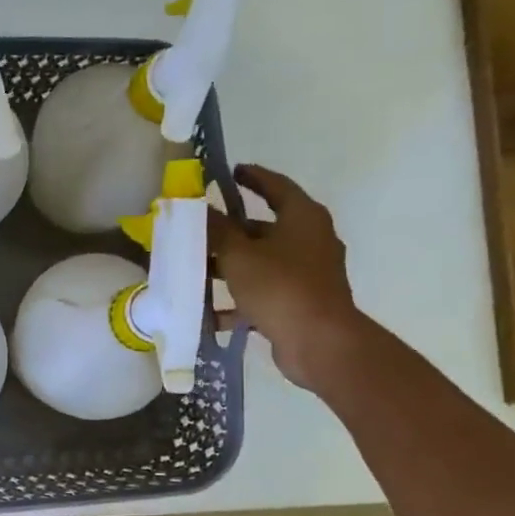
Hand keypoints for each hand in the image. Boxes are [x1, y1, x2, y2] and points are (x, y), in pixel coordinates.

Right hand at [210, 164, 366, 394]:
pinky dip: (238, 301)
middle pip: (263, 228)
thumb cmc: (280, 286)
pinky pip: (263, 294)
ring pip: (260, 263)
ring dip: (229, 268)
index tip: (230, 173)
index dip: (252, 178)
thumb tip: (198, 208)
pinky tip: (209, 314)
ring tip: (195, 272)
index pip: (276, 186)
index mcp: (303, 218)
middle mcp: (309, 240)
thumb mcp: (239, 254)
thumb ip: (216, 230)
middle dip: (229, 232)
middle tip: (198, 230)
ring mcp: (306, 274)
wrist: (319, 342)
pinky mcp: (299, 303)